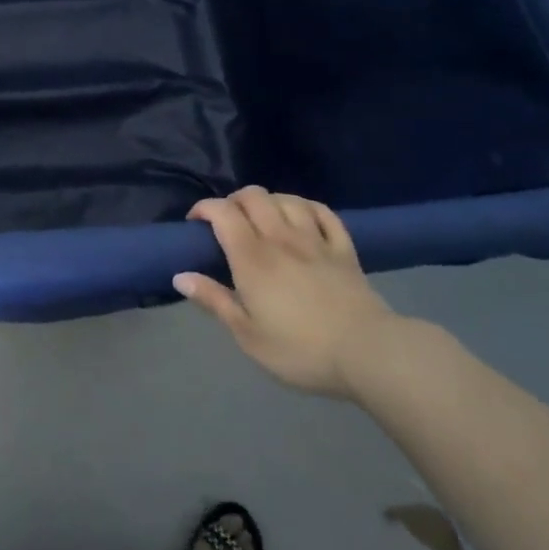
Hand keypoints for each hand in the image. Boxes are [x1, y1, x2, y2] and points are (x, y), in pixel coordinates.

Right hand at [176, 186, 404, 399]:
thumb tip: (180, 276)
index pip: (223, 213)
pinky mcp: (344, 249)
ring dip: (268, 201)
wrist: (368, 353)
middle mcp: (280, 238)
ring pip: (287, 199)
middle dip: (234, 200)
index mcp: (252, 258)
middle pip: (253, 196)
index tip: (195, 224)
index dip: (204, 209)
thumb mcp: (248, 335)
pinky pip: (323, 212)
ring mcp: (315, 240)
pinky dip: (306, 206)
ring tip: (261, 218)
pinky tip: (301, 215)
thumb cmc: (300, 350)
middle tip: (227, 222)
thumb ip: (214, 301)